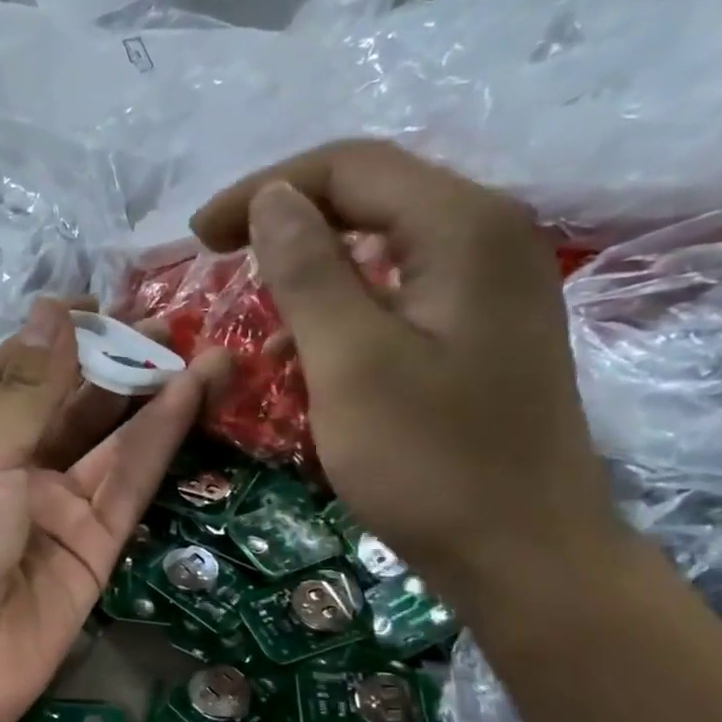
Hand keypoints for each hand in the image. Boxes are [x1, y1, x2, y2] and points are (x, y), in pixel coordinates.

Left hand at [0, 299, 229, 721]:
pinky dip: (158, 440)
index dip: (49, 340)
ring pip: (110, 441)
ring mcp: (56, 508)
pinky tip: (189, 394)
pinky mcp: (95, 544)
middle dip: (111, 364)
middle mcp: (12, 470)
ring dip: (150, 395)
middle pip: (68, 406)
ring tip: (201, 347)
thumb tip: (53, 310)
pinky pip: (129, 483)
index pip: (9, 377)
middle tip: (166, 321)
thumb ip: (28, 391)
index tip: (93, 305)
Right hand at [190, 139, 622, 609]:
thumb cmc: (430, 460)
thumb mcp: (351, 363)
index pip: (350, 167)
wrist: (524, 553)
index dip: (264, 190)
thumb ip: (308, 272)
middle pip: (370, 195)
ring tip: (254, 311)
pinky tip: (303, 354)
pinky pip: (396, 291)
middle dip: (286, 219)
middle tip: (218, 257)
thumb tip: (271, 199)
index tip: (197, 238)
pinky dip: (340, 308)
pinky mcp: (478, 330)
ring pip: (380, 244)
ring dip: (309, 267)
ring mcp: (489, 285)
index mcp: (463, 229)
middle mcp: (487, 237)